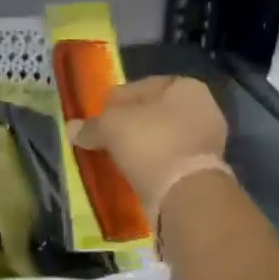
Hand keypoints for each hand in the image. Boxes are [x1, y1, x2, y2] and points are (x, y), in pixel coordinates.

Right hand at [72, 76, 227, 207]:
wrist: (185, 193)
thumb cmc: (150, 143)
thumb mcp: (111, 126)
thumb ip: (91, 125)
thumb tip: (71, 128)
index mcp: (186, 86)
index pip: (140, 86)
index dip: (115, 101)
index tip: (98, 118)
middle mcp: (204, 108)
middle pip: (153, 112)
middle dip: (129, 125)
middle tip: (105, 138)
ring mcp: (208, 140)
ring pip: (162, 137)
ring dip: (141, 146)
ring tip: (117, 158)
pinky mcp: (205, 169)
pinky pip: (170, 159)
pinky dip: (153, 164)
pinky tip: (134, 172)